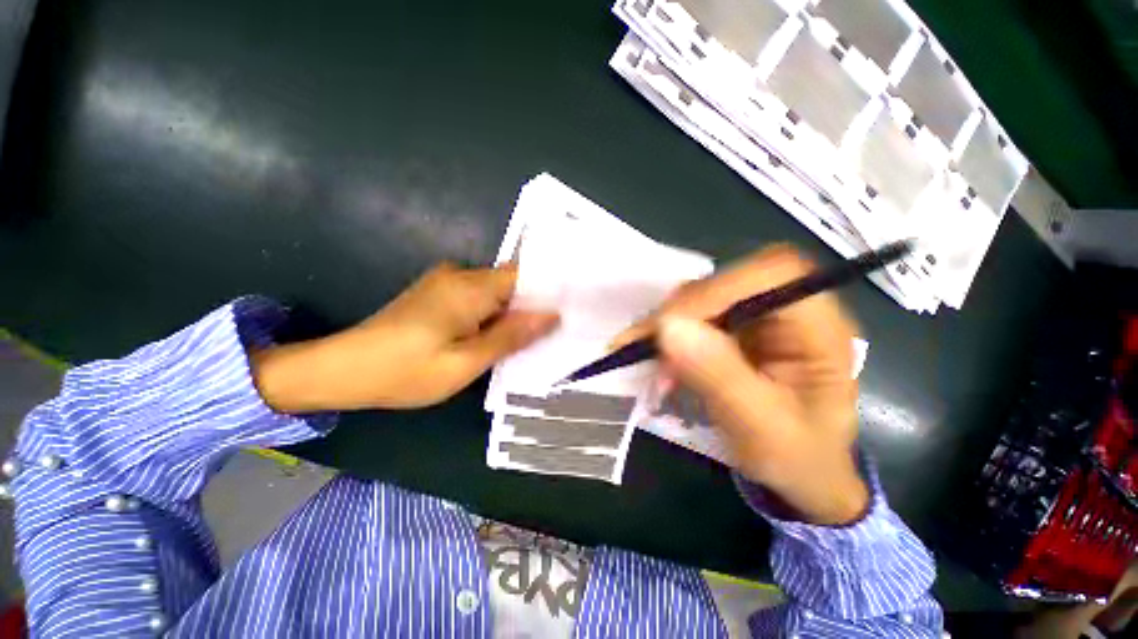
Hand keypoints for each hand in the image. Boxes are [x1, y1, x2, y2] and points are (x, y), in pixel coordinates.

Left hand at [252, 263, 557, 411]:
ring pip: (496, 292)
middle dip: (532, 305)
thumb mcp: (464, 363)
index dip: (548, 289)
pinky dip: (494, 315)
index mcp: (469, 288)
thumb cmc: (404, 372)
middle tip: (555, 330)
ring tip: (531, 337)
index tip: (570, 307)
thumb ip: (509, 337)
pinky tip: (498, 335)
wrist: (341, 369)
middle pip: (511, 283)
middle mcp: (460, 275)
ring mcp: (447, 282)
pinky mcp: (439, 293)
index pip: (523, 275)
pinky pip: (480, 298)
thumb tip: (549, 315)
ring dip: (513, 312)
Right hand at [617, 246, 866, 524]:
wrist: (801, 474)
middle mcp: (788, 310)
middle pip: (729, 280)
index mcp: (818, 328)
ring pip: (703, 296)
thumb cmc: (797, 459)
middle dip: (682, 310)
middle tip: (645, 342)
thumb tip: (670, 326)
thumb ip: (719, 377)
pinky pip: (693, 316)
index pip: (773, 275)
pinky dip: (667, 333)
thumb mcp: (761, 429)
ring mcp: (758, 317)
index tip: (672, 325)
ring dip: (668, 322)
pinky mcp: (734, 329)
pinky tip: (653, 356)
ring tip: (642, 352)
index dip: (719, 289)